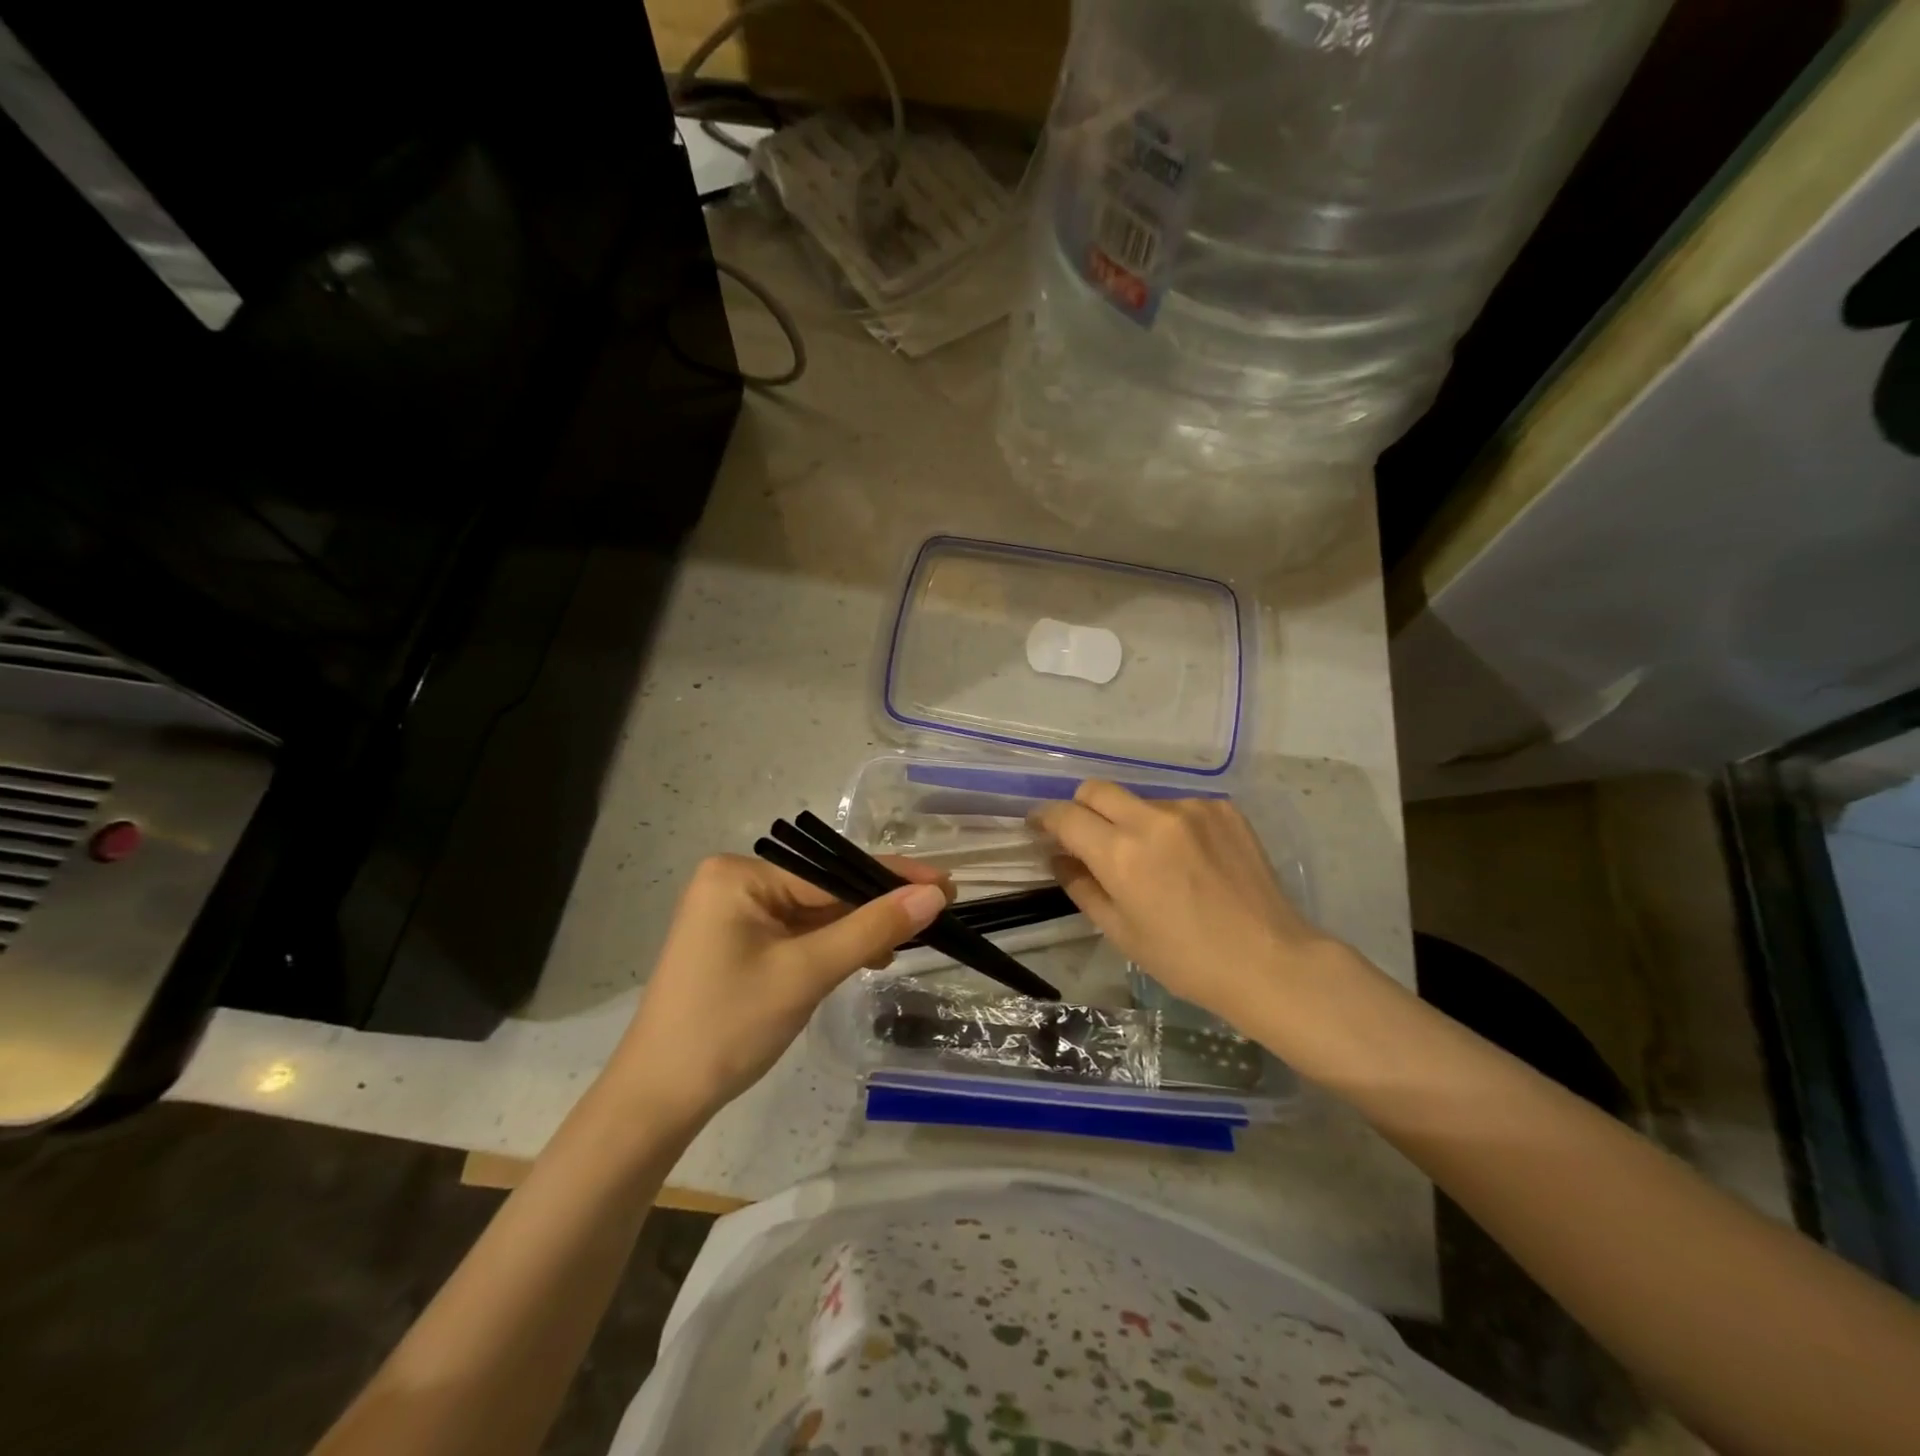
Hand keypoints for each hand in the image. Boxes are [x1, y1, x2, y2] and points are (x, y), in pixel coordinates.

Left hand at [605, 853, 949, 1118]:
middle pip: (824, 889)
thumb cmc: (729, 1027)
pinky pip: (798, 934)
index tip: (946, 884)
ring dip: (857, 929)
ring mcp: (735, 914)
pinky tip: (867, 957)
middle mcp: (735, 883)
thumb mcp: (806, 973)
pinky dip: (832, 946)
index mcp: (740, 875)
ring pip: (815, 914)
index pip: (831, 871)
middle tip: (936, 916)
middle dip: (875, 907)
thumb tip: (933, 894)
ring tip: (906, 943)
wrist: (658, 1100)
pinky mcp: (739, 943)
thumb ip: (871, 928)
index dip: (891, 878)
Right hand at [1033, 781, 1342, 1032]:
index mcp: (1121, 854)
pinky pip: (1179, 806)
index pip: (1066, 815)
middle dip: (1080, 808)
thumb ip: (1082, 887)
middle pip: (1096, 789)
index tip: (1039, 826)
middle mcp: (1152, 819)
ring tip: (1151, 859)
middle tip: (1086, 837)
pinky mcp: (1222, 809)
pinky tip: (1188, 858)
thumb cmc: (1186, 960)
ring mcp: (1191, 809)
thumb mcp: (1121, 932)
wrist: (1270, 961)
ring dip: (1130, 820)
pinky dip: (1170, 826)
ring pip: (1139, 799)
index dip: (1044, 817)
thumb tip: (1059, 857)